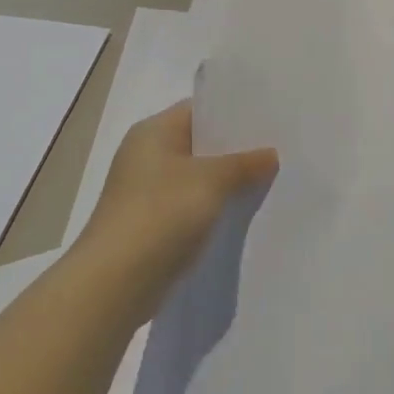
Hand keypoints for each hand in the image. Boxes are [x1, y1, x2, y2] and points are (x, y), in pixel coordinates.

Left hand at [77, 100, 277, 320]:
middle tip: (278, 147)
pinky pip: (192, 205)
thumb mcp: (211, 181)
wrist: (114, 283)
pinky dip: (215, 206)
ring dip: (227, 180)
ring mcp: (147, 191)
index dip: (234, 112)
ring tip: (270, 178)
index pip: (199, 110)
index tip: (270, 117)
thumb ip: (244, 163)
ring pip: (198, 177)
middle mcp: (146, 155)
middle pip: (200, 143)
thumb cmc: (161, 214)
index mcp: (153, 132)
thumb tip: (270, 154)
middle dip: (236, 148)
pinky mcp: (152, 223)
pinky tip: (244, 211)